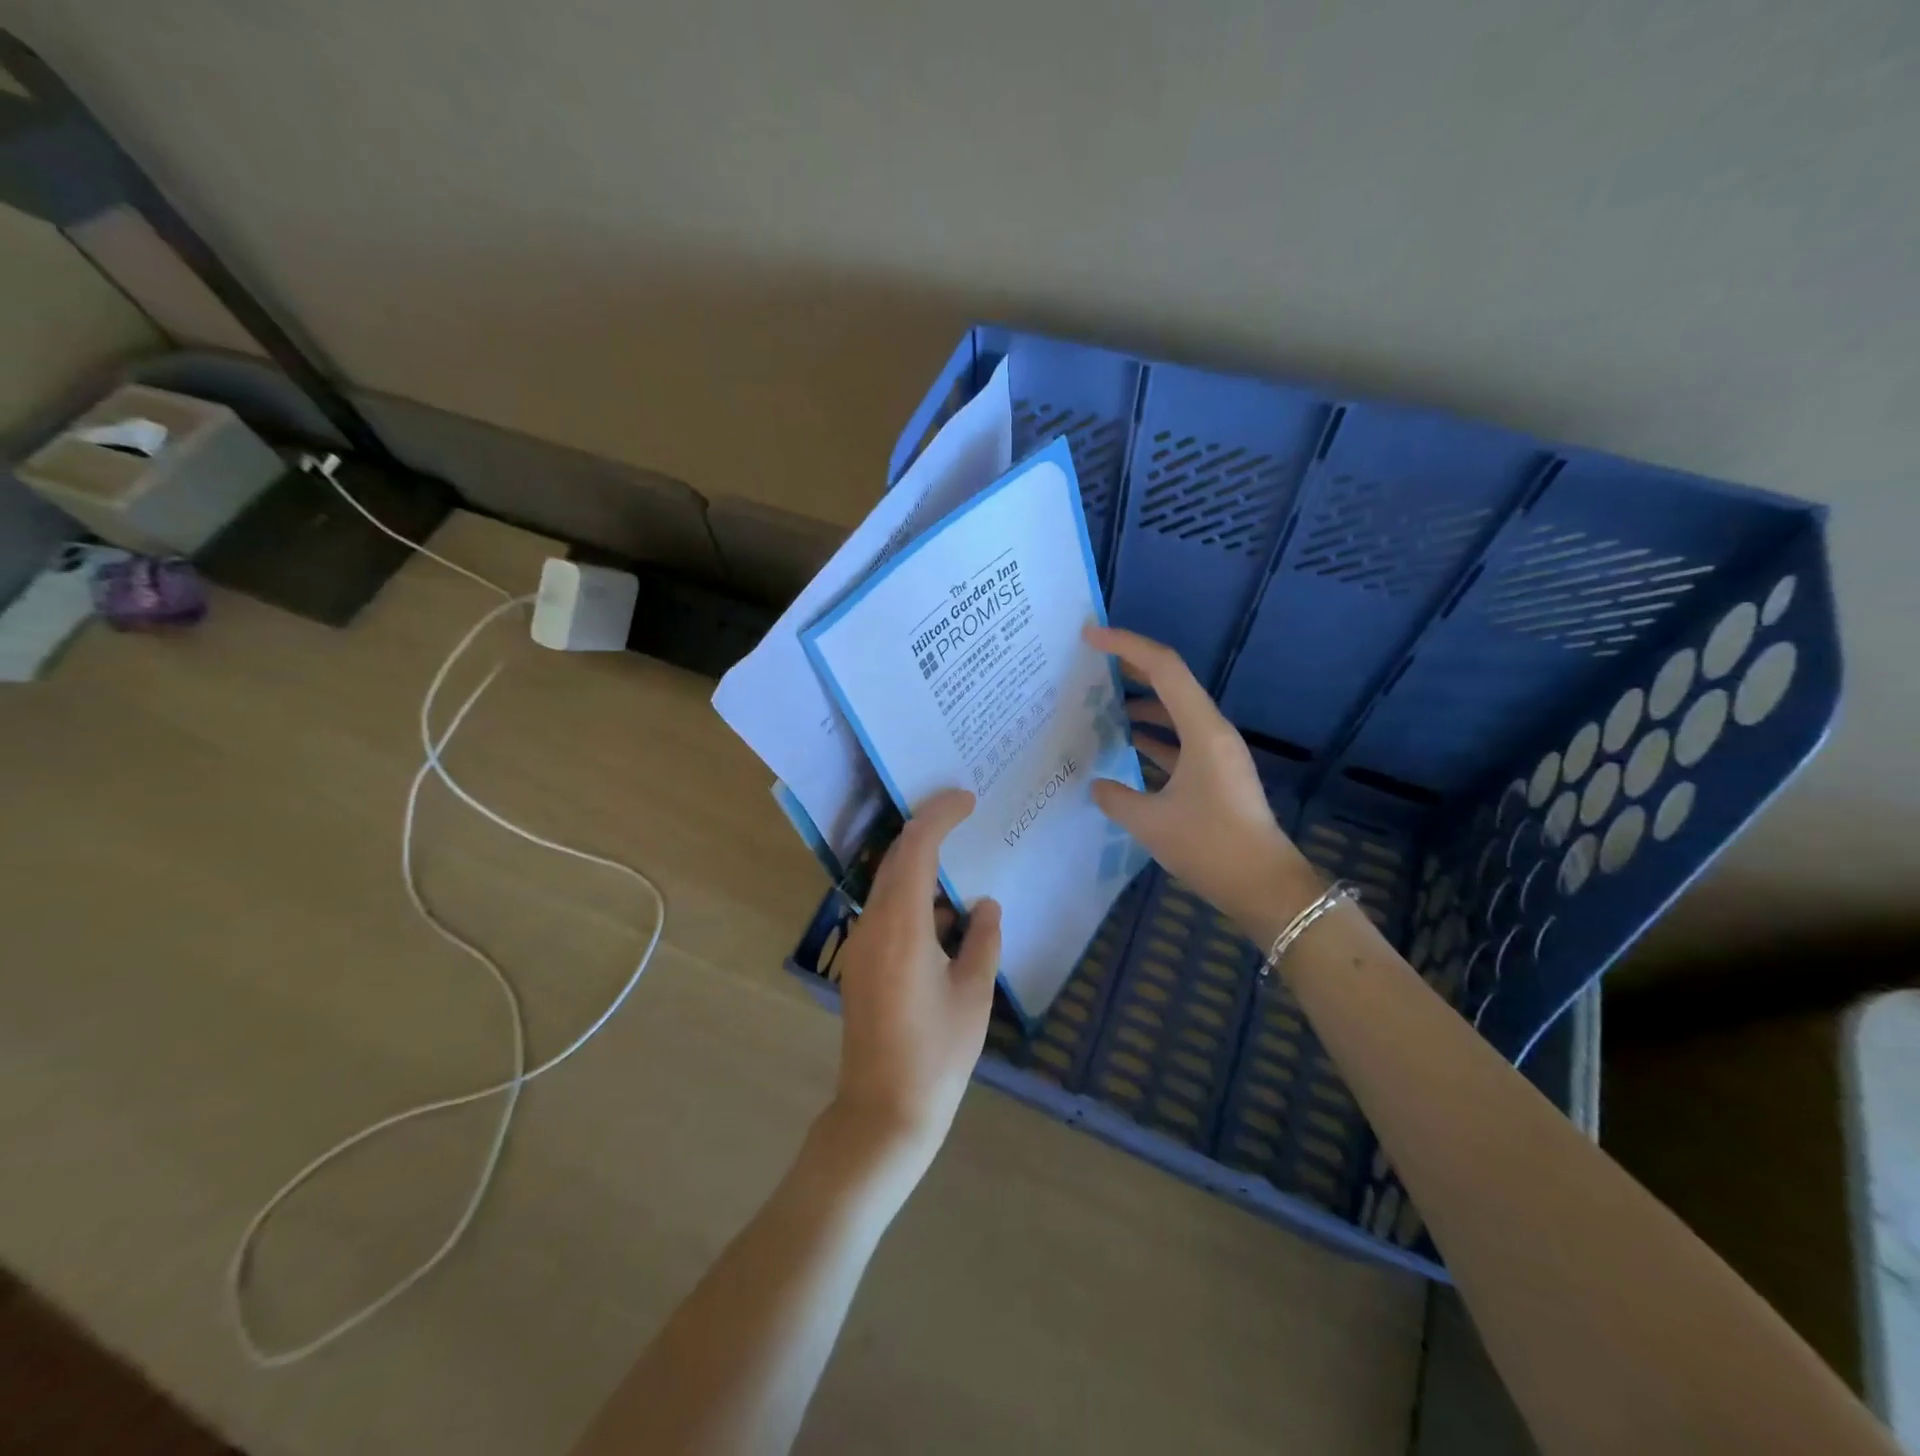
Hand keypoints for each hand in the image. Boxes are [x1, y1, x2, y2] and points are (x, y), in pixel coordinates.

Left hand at [828, 788, 1001, 1182]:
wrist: (883, 1112)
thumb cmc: (937, 1055)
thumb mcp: (974, 995)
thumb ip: (983, 941)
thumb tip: (986, 906)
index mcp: (902, 927)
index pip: (915, 849)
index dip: (939, 815)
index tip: (967, 799)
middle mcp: (872, 926)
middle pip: (895, 860)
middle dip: (928, 831)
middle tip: (964, 816)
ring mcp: (860, 945)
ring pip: (888, 886)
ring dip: (921, 868)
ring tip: (962, 867)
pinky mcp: (860, 963)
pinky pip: (886, 913)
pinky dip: (915, 900)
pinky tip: (947, 918)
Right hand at [1084, 625, 1317, 945]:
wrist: (1264, 886)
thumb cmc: (1210, 846)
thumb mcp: (1151, 823)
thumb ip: (1116, 797)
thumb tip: (1097, 785)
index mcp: (1203, 730)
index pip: (1164, 668)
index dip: (1126, 645)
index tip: (1091, 636)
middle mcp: (1212, 731)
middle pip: (1170, 682)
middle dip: (1132, 667)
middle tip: (1091, 662)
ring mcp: (1216, 752)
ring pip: (1174, 712)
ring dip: (1141, 704)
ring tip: (1100, 705)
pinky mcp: (1216, 773)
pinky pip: (1179, 740)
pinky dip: (1153, 737)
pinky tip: (1125, 746)